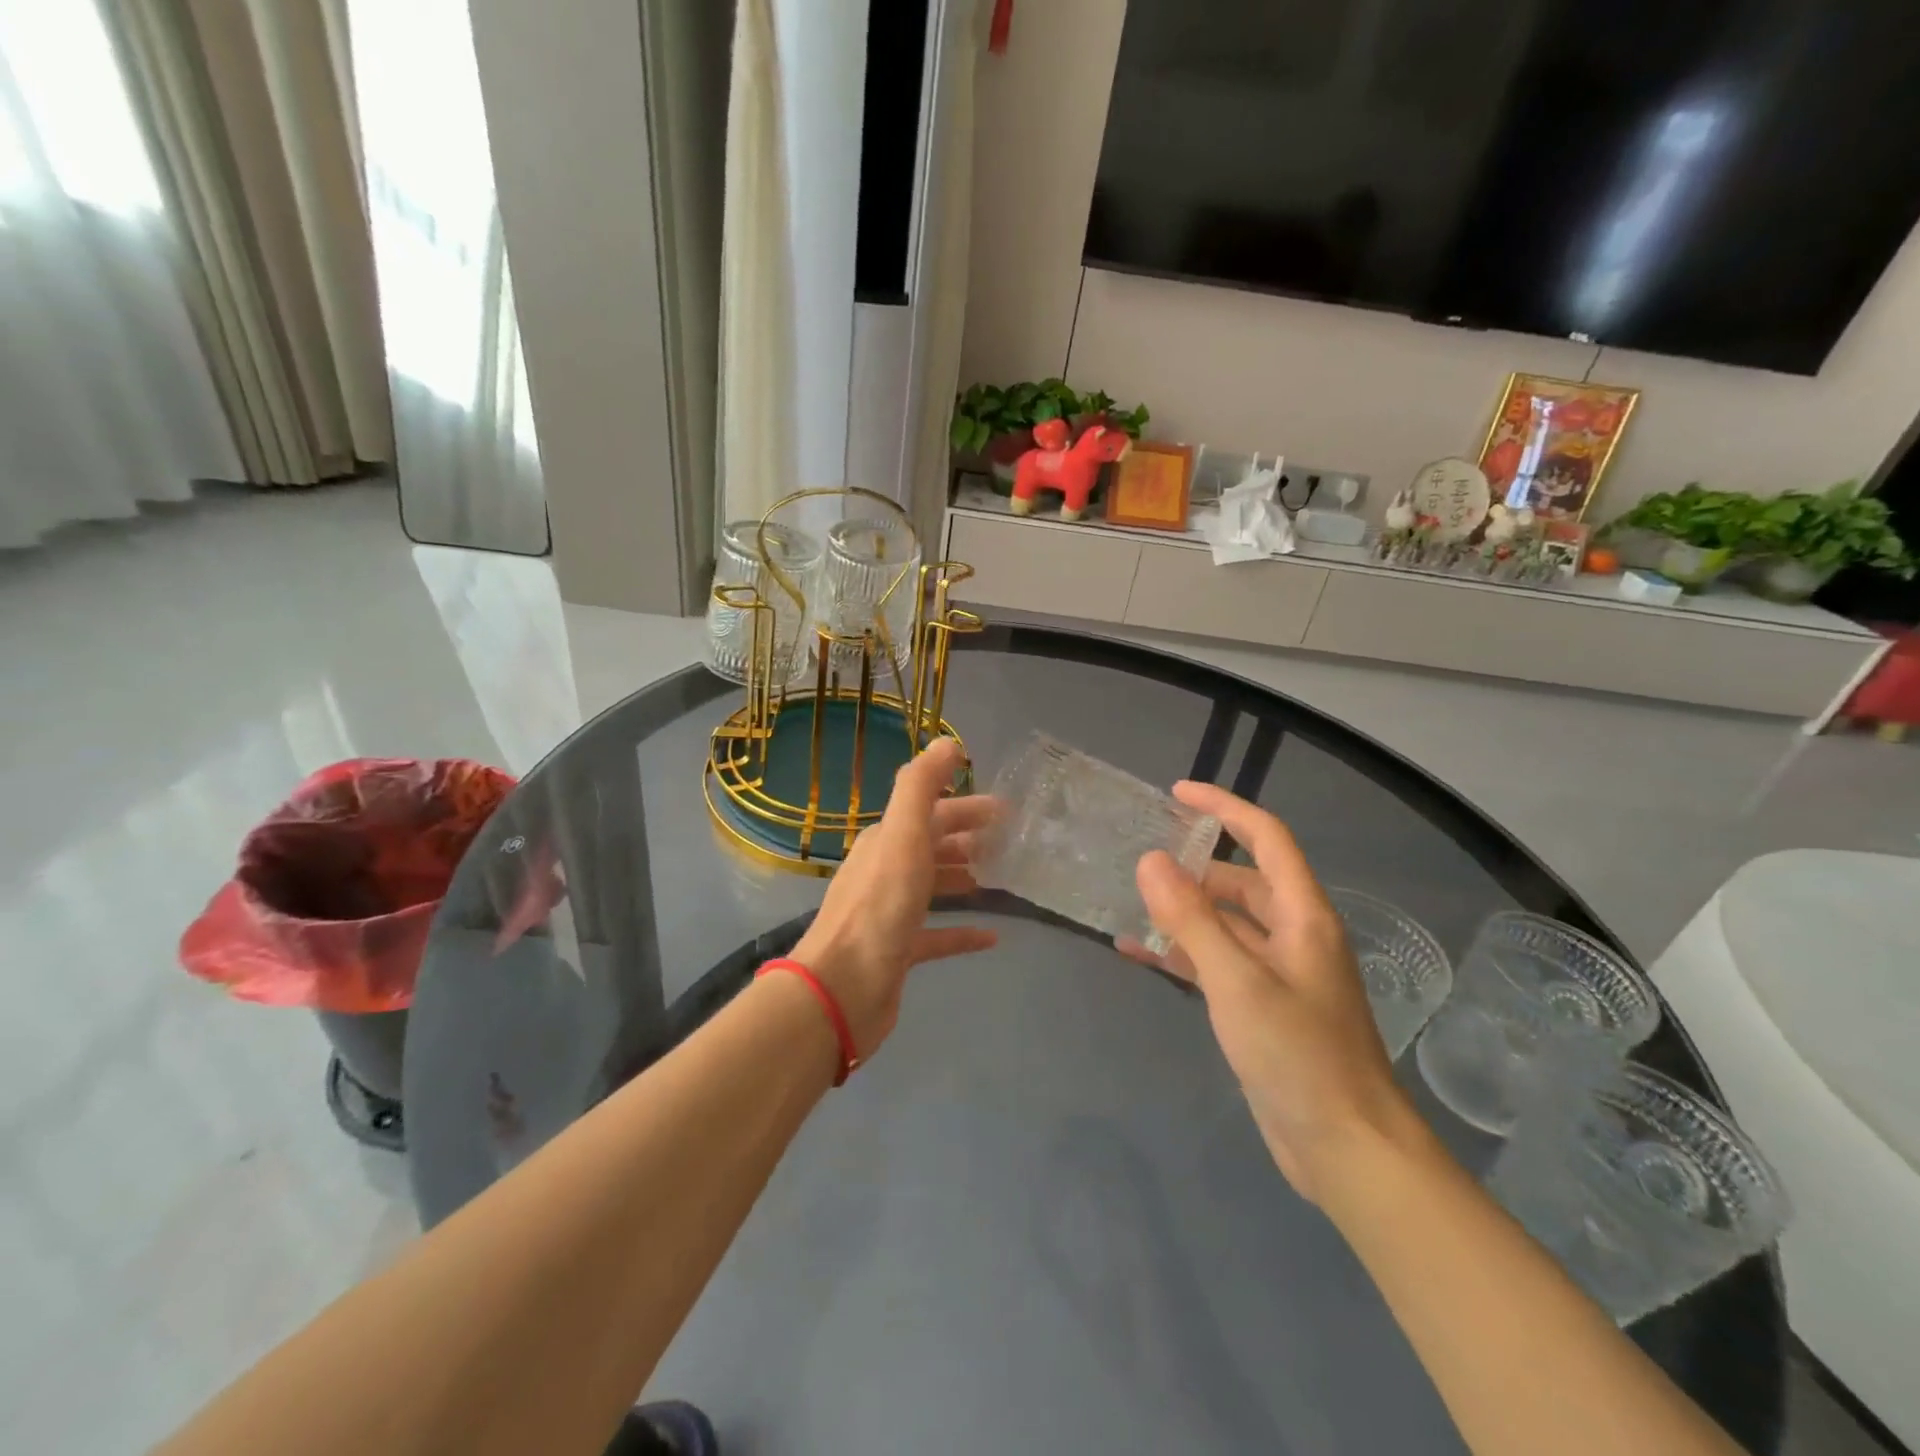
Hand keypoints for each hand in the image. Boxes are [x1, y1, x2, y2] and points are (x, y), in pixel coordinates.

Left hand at [790, 738, 997, 1058]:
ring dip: (964, 878)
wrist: (841, 989)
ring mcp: (891, 913)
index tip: (1006, 810)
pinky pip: (937, 935)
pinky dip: (962, 932)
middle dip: (969, 838)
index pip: (931, 812)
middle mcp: (886, 871)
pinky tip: (992, 937)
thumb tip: (947, 742)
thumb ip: (920, 787)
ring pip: (933, 886)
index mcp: (886, 842)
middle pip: (933, 846)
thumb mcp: (902, 838)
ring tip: (1002, 879)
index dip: (967, 807)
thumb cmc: (878, 909)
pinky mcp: (899, 952)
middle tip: (1010, 842)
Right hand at [1123, 782, 1416, 1204]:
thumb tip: (1151, 859)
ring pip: (1226, 923)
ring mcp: (1279, 973)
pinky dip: (1183, 952)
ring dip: (1184, 911)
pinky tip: (1141, 954)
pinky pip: (1218, 962)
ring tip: (1131, 902)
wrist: (1346, 1149)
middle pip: (1243, 880)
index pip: (1266, 838)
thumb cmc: (1299, 1055)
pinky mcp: (1263, 1007)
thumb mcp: (1237, 981)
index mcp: (1303, 915)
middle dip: (1195, 865)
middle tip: (1141, 859)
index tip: (1177, 793)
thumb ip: (1191, 918)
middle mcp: (1295, 935)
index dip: (1225, 808)